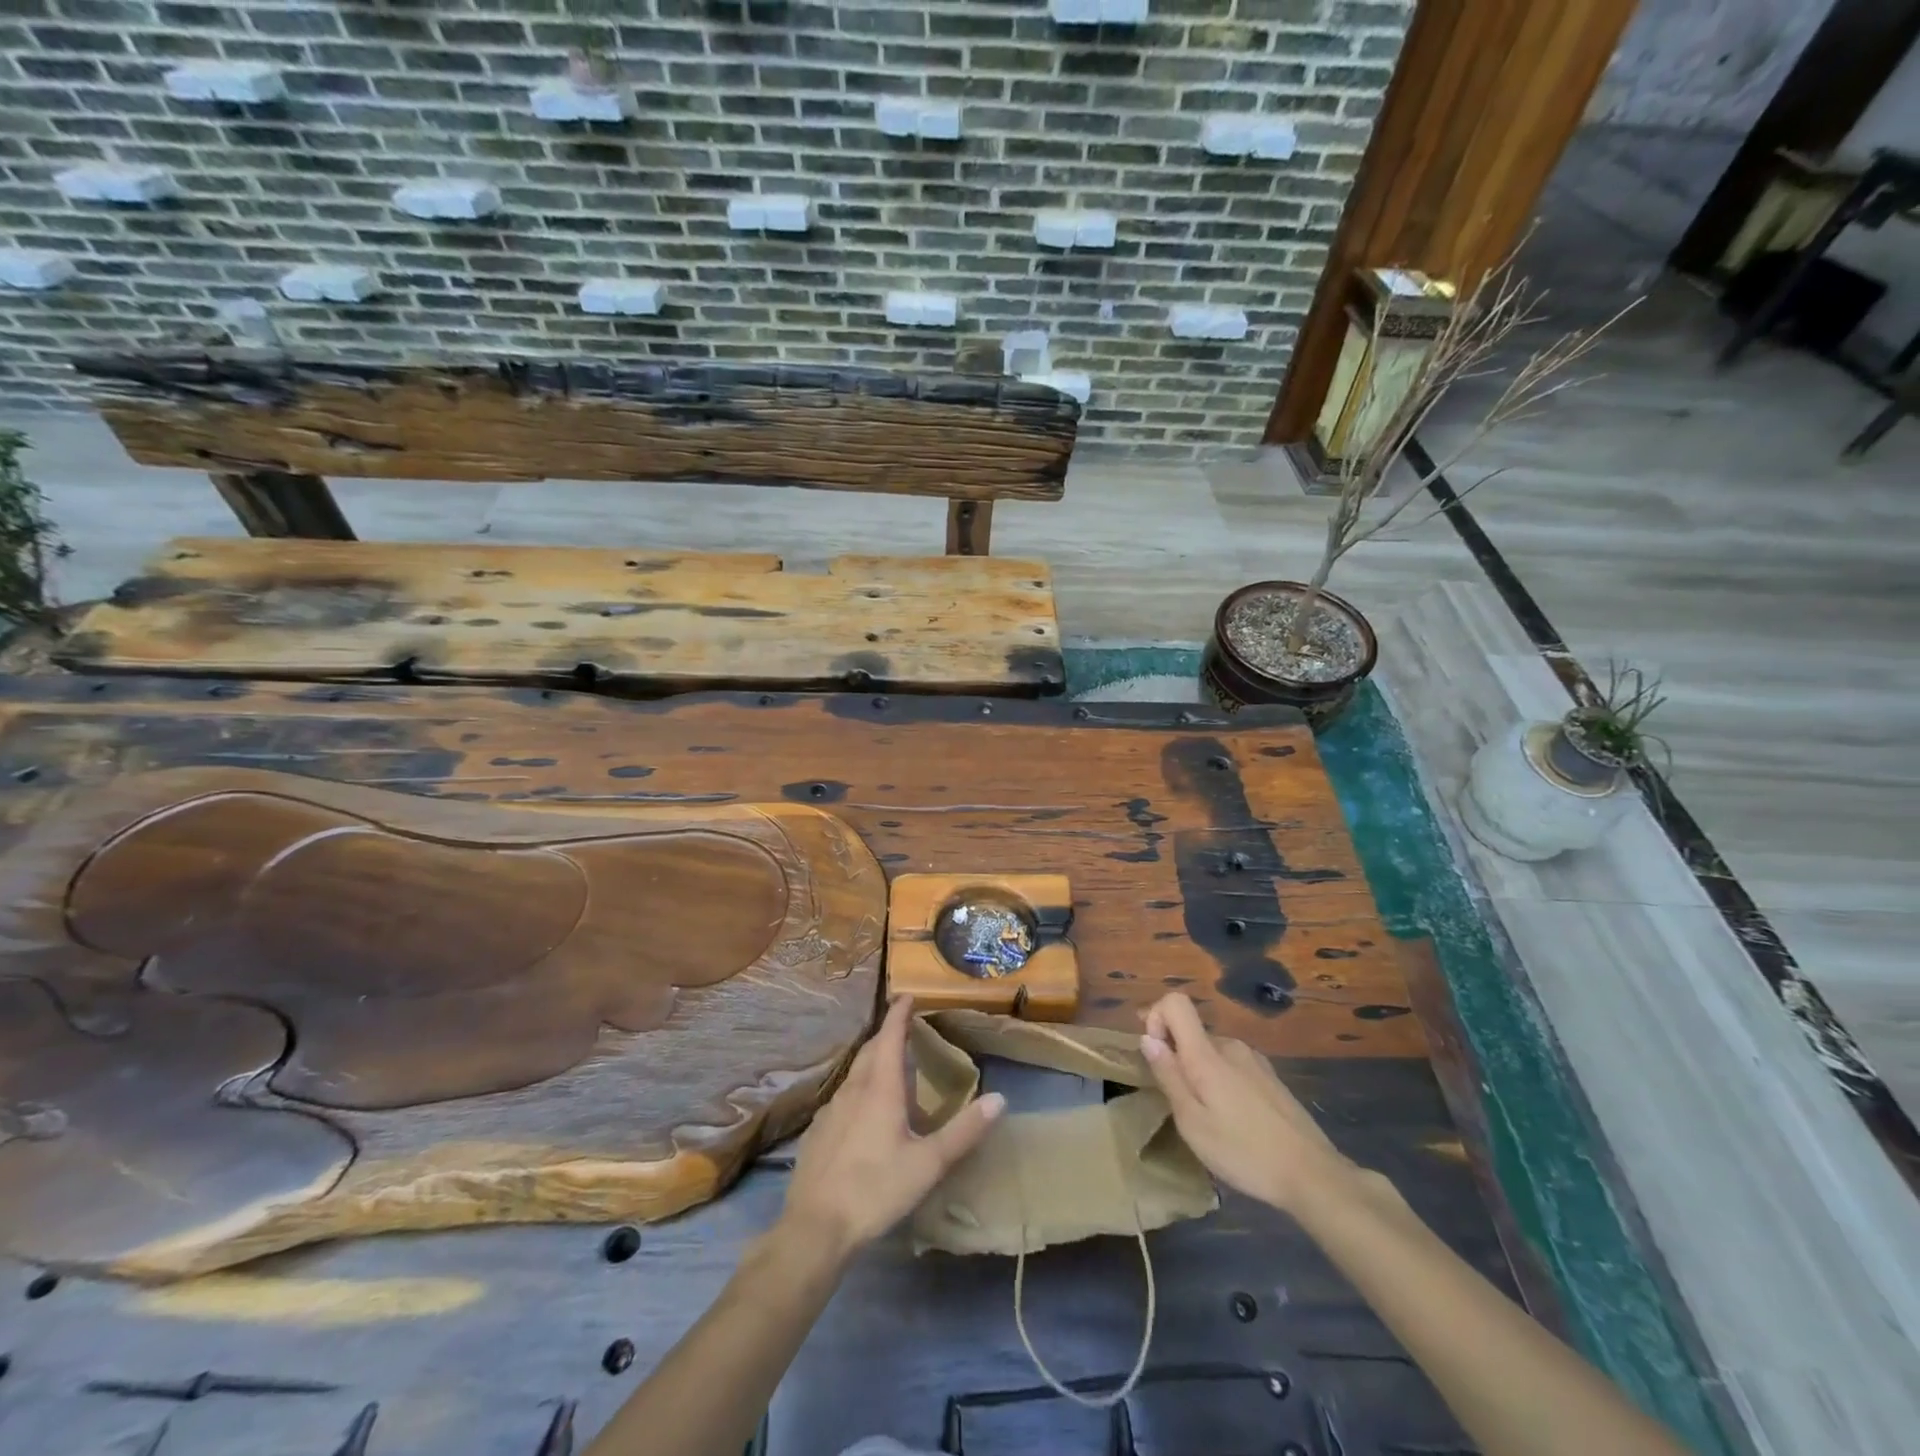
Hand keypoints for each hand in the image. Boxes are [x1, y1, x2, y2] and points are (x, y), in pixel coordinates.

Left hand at [780, 995, 1004, 1259]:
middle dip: (887, 1034)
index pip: (891, 1036)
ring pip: (855, 1072)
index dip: (899, 1014)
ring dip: (872, 1060)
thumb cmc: (876, 1190)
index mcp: (880, 1088)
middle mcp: (854, 1089)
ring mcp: (831, 1110)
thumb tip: (1000, 1098)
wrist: (815, 1227)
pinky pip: (842, 1096)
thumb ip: (964, 1131)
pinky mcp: (817, 1131)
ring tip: (888, 1064)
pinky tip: (862, 1109)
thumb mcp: (929, 1164)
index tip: (907, 995)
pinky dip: (858, 1088)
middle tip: (904, 1028)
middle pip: (871, 1050)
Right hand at [1141, 992, 1357, 1214]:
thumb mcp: (1193, 1123)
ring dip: (1201, 1075)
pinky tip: (1237, 1122)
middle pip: (1191, 1032)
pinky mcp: (1270, 1077)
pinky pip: (1233, 1067)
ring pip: (1212, 1053)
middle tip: (1183, 1107)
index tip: (1157, 1056)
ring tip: (1211, 1120)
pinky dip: (1222, 1083)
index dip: (1156, 1018)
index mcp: (1208, 1054)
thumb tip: (1147, 1038)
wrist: (1314, 1175)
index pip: (1175, 1002)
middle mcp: (1231, 1046)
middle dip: (1178, 1059)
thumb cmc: (1244, 1152)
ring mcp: (1254, 1060)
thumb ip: (1169, 1076)